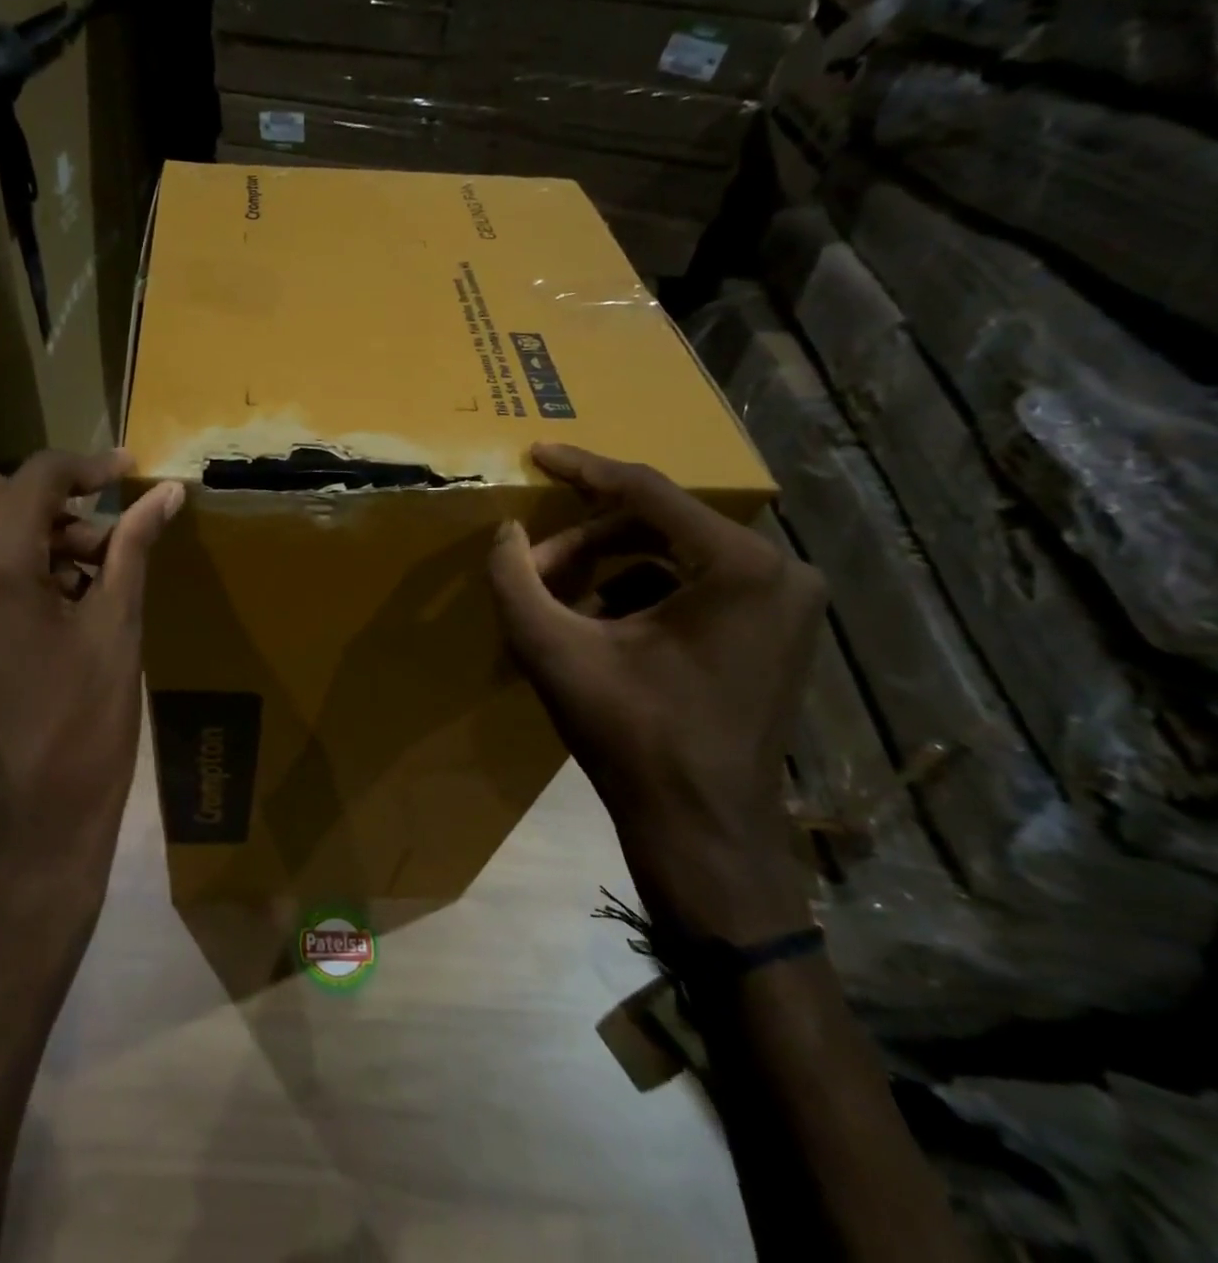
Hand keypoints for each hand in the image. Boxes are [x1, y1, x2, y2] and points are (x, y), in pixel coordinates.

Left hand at [0, 450, 184, 914]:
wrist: (18, 837)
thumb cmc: (83, 732)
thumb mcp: (116, 631)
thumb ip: (132, 547)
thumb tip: (167, 493)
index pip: (37, 477)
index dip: (88, 467)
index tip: (126, 473)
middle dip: (53, 510)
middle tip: (101, 549)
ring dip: (16, 542)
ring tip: (64, 591)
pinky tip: (18, 624)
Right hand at [489, 445, 826, 944]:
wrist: (703, 834)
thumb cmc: (633, 738)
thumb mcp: (555, 653)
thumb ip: (515, 583)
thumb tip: (504, 534)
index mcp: (740, 566)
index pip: (647, 492)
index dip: (582, 470)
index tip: (537, 453)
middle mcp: (778, 571)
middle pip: (659, 526)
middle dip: (585, 541)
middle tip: (532, 567)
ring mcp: (783, 605)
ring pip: (673, 557)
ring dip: (606, 569)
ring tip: (554, 600)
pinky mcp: (772, 634)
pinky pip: (693, 589)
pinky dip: (636, 595)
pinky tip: (593, 625)